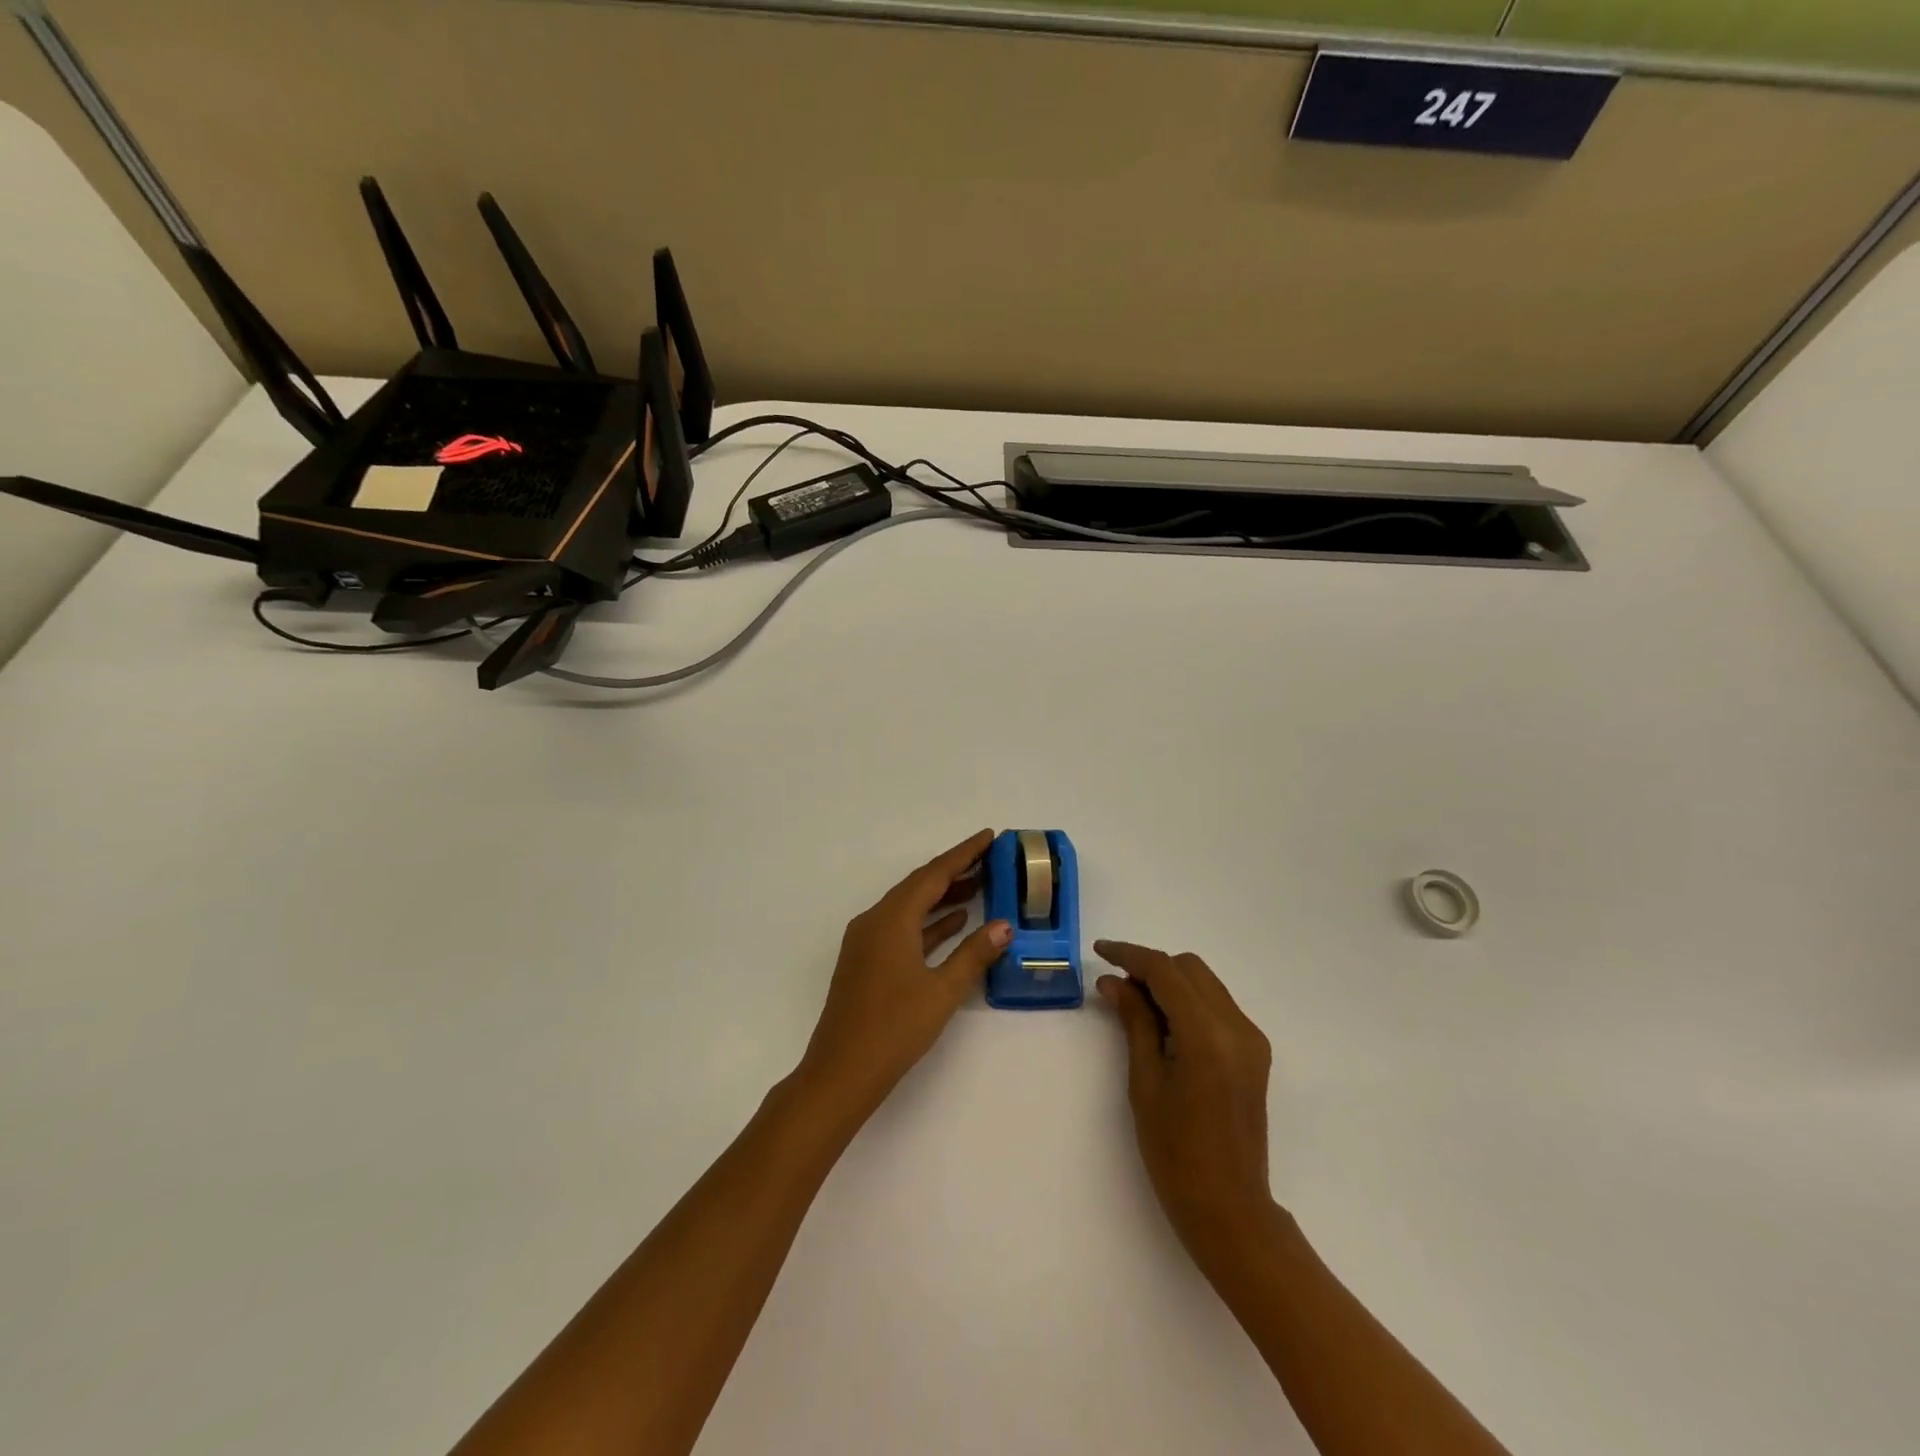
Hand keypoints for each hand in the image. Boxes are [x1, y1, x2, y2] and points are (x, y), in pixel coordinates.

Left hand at [795, 830, 1011, 1125]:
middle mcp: (875, 921)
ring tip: (980, 885)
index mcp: (891, 919)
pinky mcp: (867, 961)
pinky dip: (928, 922)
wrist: (841, 1072)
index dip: (963, 854)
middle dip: (954, 870)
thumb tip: (1004, 925)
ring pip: (910, 907)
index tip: (989, 837)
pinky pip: (902, 928)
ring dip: (942, 896)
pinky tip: (954, 922)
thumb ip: (973, 954)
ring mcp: (867, 941)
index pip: (933, 874)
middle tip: (990, 859)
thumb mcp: (942, 991)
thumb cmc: (894, 1029)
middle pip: (919, 885)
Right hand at [1095, 940, 1277, 1264]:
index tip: (1100, 952)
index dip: (1130, 955)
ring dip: (1170, 982)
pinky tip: (1164, 1025)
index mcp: (1207, 1035)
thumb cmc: (1175, 1153)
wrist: (1230, 1210)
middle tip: (1117, 987)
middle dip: (1151, 967)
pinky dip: (1188, 1002)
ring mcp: (1251, 1039)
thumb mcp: (1145, 1083)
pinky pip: (1217, 1006)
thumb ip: (1135, 1022)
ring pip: (1205, 983)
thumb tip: (1114, 982)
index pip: (1166, 971)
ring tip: (1136, 1005)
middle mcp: (1237, 1027)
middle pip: (1189, 968)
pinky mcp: (1255, 1053)